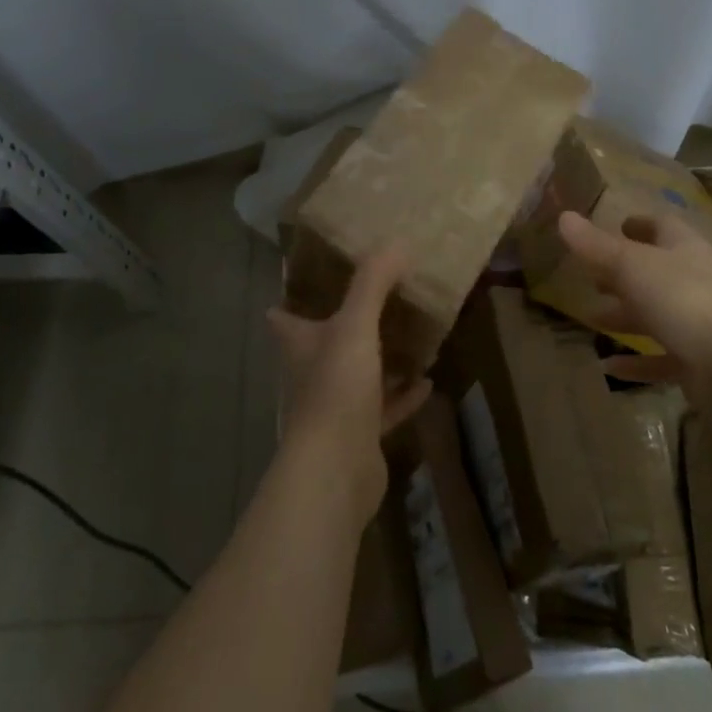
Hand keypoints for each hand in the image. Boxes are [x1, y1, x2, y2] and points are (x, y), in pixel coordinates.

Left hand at [268, 244, 430, 525]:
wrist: (336, 469)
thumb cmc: (336, 387)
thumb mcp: (356, 325)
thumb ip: (373, 283)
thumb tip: (395, 243)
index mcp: (302, 344)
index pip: (284, 318)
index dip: (289, 300)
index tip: (306, 282)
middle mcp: (313, 373)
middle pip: (323, 345)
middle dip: (343, 326)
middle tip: (373, 301)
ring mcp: (336, 407)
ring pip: (357, 376)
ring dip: (378, 360)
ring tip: (408, 337)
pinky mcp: (360, 436)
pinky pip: (384, 409)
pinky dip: (403, 396)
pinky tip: (427, 382)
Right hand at [557, 209, 711, 388]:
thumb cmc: (682, 298)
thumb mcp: (630, 265)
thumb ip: (596, 245)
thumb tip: (563, 216)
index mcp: (683, 250)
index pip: (663, 227)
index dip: (641, 224)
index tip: (619, 225)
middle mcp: (694, 281)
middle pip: (657, 272)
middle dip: (625, 273)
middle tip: (593, 276)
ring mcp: (699, 323)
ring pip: (657, 315)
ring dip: (626, 316)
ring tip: (592, 319)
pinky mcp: (699, 363)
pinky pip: (662, 358)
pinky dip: (636, 361)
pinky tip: (609, 367)